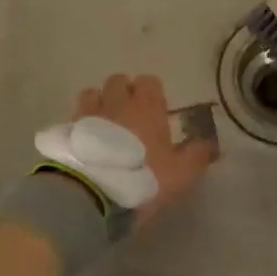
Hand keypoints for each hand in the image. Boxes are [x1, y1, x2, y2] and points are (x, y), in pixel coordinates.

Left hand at [73, 73, 215, 223]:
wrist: (89, 194)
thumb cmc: (141, 178)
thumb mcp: (180, 174)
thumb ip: (196, 156)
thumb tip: (210, 144)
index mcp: (146, 107)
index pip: (149, 81)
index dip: (152, 93)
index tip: (156, 111)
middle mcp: (116, 102)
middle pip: (118, 81)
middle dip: (123, 93)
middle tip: (130, 117)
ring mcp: (87, 114)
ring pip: (92, 94)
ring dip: (99, 104)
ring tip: (104, 127)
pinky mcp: (65, 130)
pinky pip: (74, 118)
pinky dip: (80, 126)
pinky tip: (86, 144)